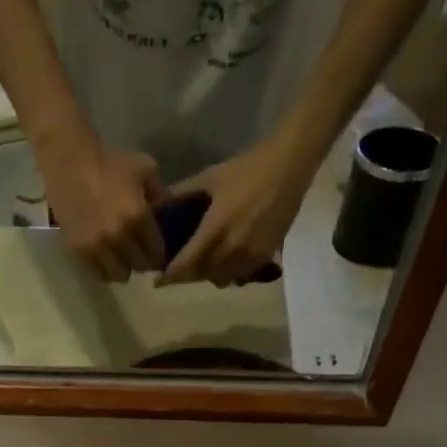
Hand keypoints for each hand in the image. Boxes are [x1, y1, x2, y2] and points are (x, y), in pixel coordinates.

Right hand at [42, 141, 167, 281]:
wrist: (70, 162)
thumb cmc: (110, 163)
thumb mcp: (144, 168)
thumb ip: (160, 192)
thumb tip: (168, 211)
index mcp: (138, 217)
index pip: (156, 252)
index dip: (158, 255)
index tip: (156, 252)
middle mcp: (119, 237)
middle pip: (139, 266)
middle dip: (142, 261)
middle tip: (139, 254)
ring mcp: (98, 246)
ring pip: (119, 275)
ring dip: (123, 268)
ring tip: (121, 259)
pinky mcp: (80, 251)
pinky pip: (98, 272)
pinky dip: (105, 269)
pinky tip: (105, 258)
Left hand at [156, 137, 310, 287]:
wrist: (289, 165)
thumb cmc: (247, 168)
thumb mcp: (210, 177)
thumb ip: (182, 193)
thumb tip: (157, 204)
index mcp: (215, 230)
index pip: (187, 264)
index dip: (170, 276)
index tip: (158, 281)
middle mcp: (232, 249)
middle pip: (202, 276)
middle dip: (188, 275)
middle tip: (180, 268)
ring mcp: (251, 255)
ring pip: (222, 279)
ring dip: (210, 275)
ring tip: (203, 264)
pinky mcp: (266, 256)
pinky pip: (242, 276)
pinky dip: (230, 273)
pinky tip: (227, 261)